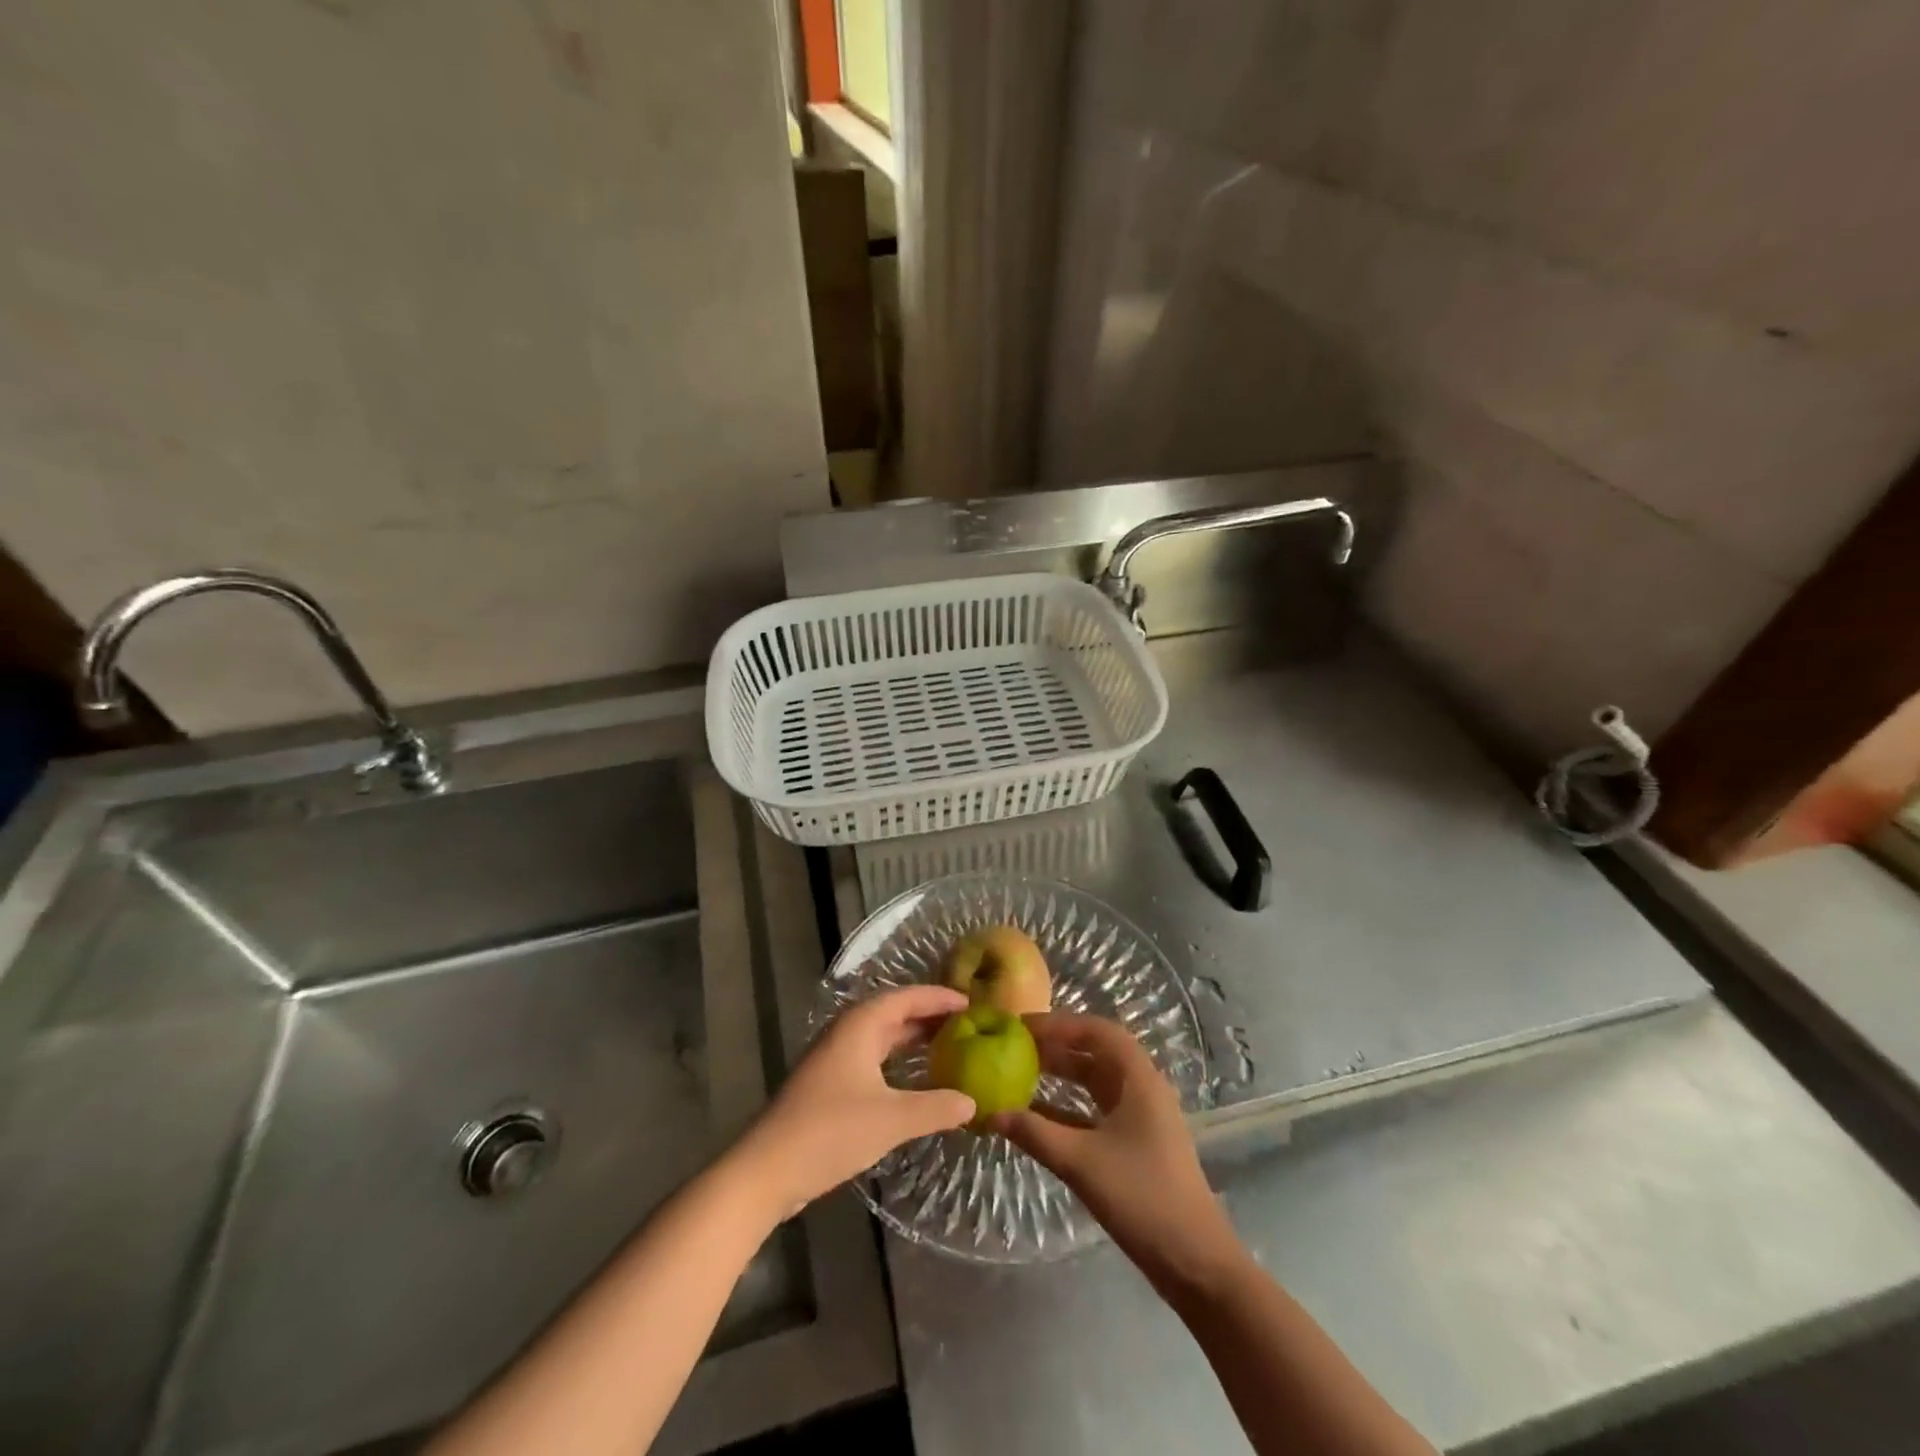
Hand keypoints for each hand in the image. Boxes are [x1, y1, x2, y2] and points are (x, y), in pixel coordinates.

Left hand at [734, 985, 974, 1221]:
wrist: (766, 1171)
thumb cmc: (830, 1132)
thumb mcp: (891, 1120)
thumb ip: (935, 1107)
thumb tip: (972, 1101)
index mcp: (860, 1026)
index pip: (907, 997)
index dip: (939, 997)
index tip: (972, 1002)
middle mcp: (847, 1033)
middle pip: (894, 1013)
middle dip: (929, 1016)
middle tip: (967, 1024)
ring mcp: (834, 1059)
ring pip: (882, 1037)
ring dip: (913, 1040)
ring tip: (949, 1046)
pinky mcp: (829, 1085)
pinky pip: (873, 1059)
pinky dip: (898, 1062)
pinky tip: (915, 1081)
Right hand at [993, 1014, 1237, 1292]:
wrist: (1195, 1262)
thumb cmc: (1142, 1197)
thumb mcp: (1081, 1162)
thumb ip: (1035, 1134)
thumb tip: (991, 1113)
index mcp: (1138, 1079)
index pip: (1096, 1031)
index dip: (1058, 1024)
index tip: (1021, 1027)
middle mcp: (1142, 1088)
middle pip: (1095, 1053)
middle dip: (1055, 1047)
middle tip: (1014, 1048)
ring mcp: (1141, 1117)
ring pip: (1095, 1082)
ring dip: (1061, 1076)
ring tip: (1020, 1074)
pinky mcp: (1137, 1143)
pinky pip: (1096, 1111)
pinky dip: (1068, 1108)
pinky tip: (1037, 1117)